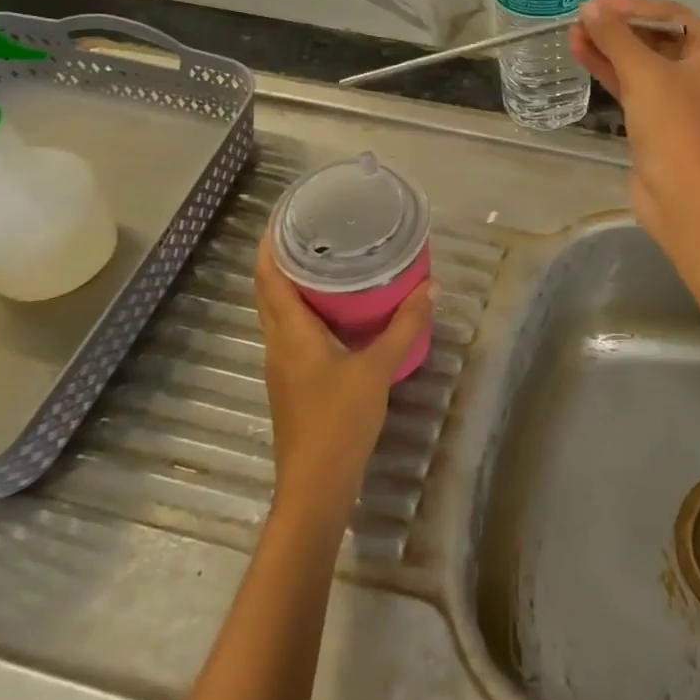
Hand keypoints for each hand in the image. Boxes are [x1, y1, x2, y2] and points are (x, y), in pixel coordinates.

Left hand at [254, 238, 433, 525]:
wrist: (316, 485)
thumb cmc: (339, 420)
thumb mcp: (378, 368)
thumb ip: (405, 326)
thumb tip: (431, 287)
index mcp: (290, 332)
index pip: (268, 276)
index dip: (269, 243)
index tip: (284, 213)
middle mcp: (278, 343)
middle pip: (269, 290)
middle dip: (283, 257)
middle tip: (315, 228)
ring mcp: (283, 364)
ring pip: (280, 311)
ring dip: (293, 283)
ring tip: (327, 259)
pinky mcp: (293, 380)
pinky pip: (293, 331)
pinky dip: (306, 309)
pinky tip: (336, 309)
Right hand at [570, 0, 699, 239]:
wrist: (678, 192)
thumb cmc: (672, 123)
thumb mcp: (643, 72)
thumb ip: (615, 36)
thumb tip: (590, 8)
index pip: (672, 14)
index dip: (633, 6)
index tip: (598, 4)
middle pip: (656, 37)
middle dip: (618, 28)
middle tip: (582, 19)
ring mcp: (680, 98)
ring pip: (641, 63)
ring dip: (609, 48)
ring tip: (574, 34)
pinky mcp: (659, 120)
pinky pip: (634, 86)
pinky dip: (611, 71)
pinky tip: (582, 55)